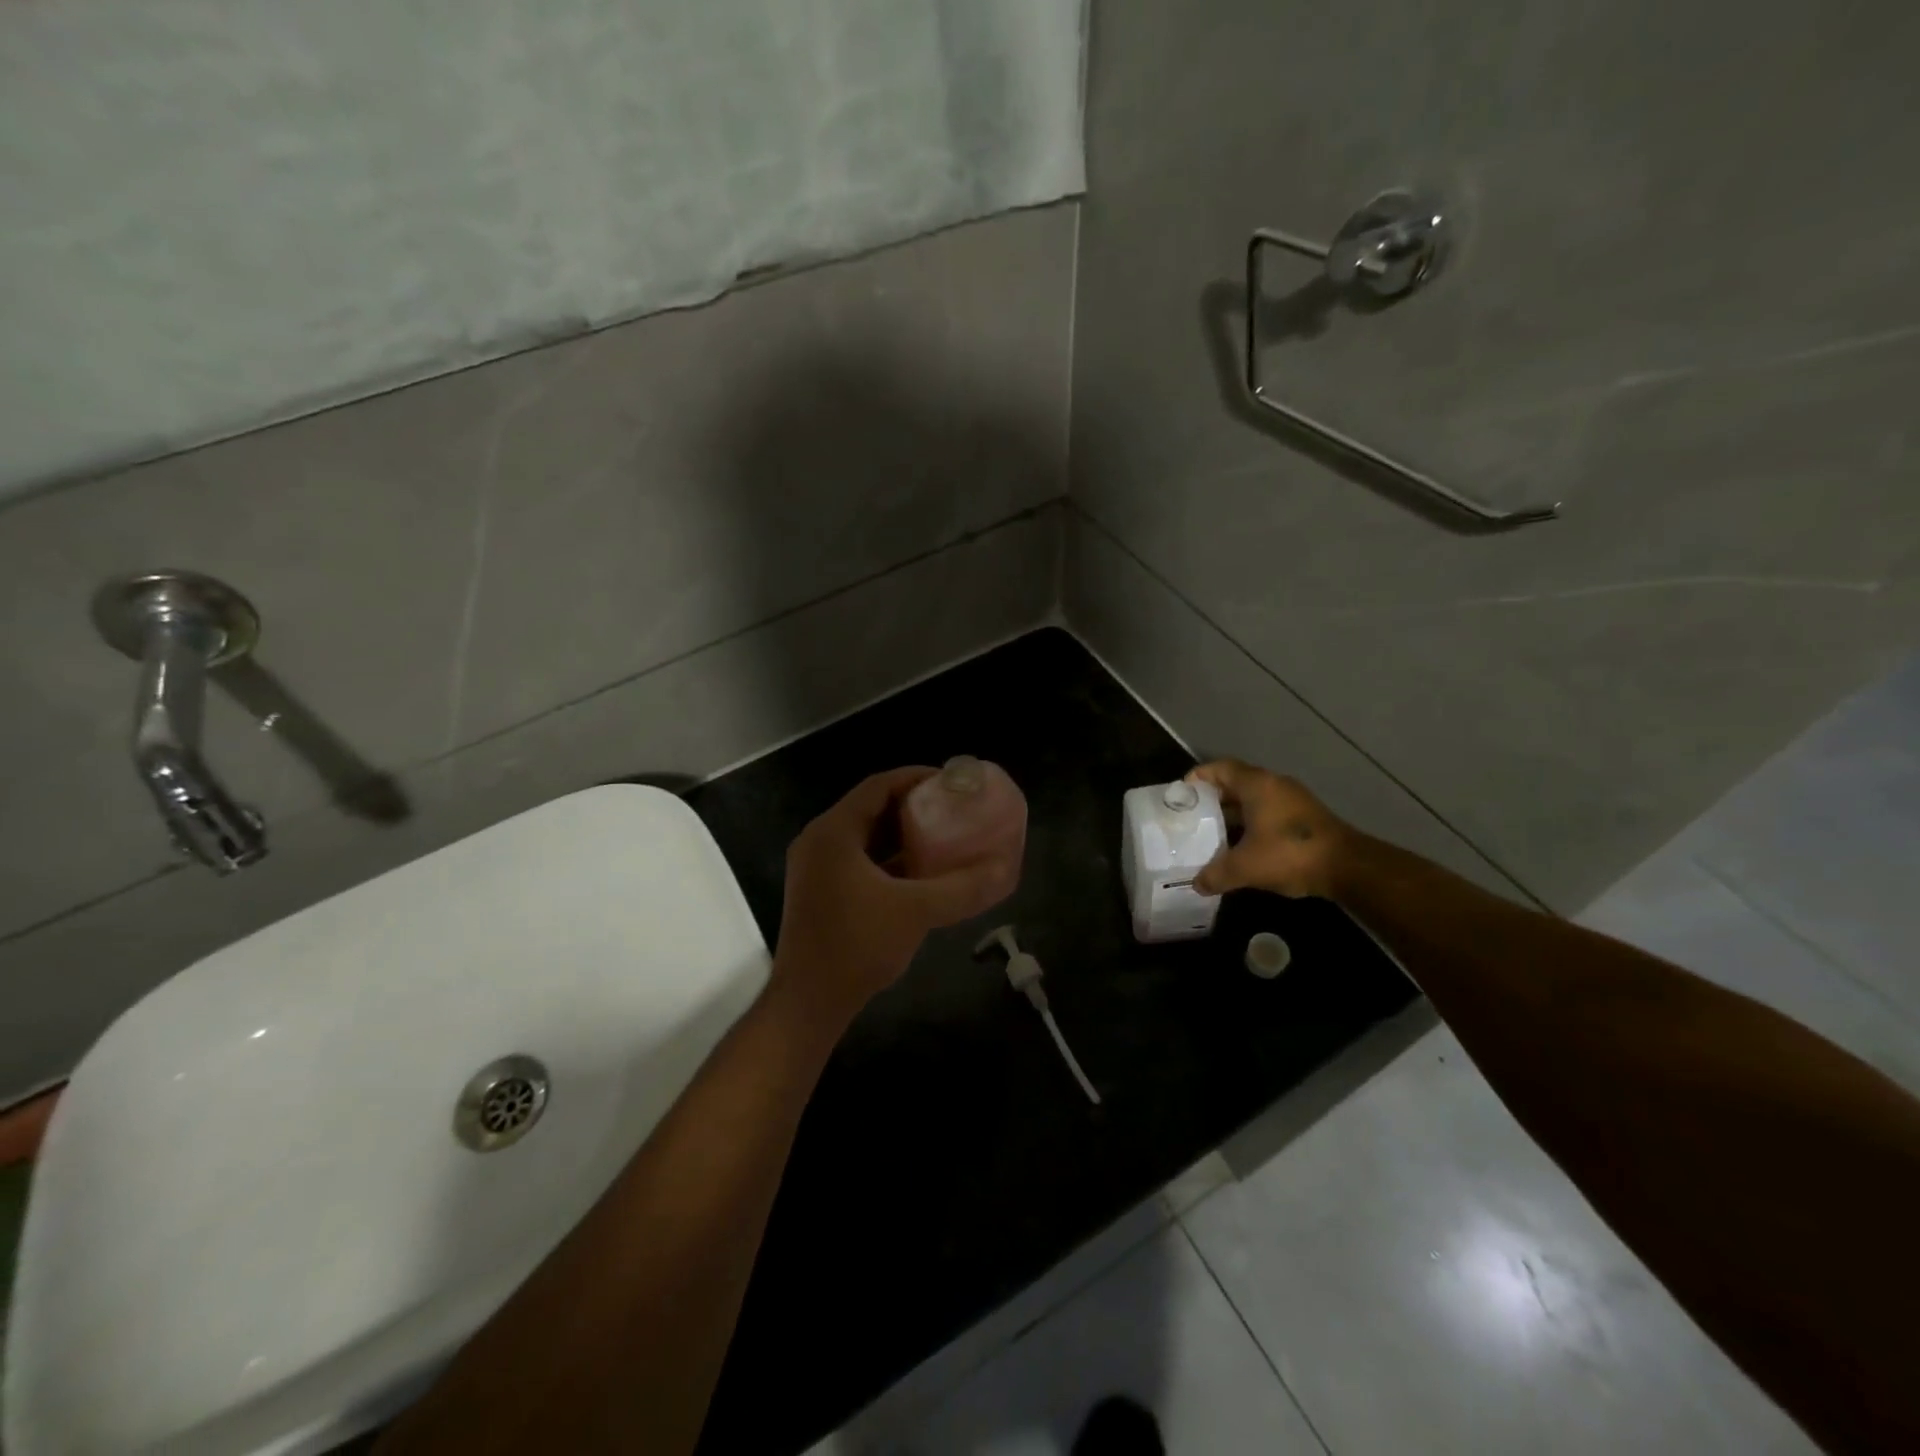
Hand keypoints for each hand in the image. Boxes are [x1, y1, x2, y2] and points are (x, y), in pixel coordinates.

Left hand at [772, 767, 1006, 1025]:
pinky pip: (858, 860)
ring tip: (943, 835)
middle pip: (871, 808)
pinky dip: (888, 859)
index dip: (916, 777)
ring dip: (901, 834)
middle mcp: (820, 841)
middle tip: (952, 808)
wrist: (808, 1003)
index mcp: (834, 832)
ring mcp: (816, 868)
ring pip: (865, 836)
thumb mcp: (916, 912)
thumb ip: (962, 888)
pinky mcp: (820, 892)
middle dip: (912, 806)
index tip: (951, 782)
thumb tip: (1004, 868)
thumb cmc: (857, 946)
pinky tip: (920, 871)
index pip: (878, 786)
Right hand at [1190, 760, 1354, 899]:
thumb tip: (1196, 884)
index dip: (1198, 777)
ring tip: (1211, 835)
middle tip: (1192, 818)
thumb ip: (1216, 874)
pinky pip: (1268, 813)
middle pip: (1235, 784)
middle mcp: (1274, 785)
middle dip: (1212, 800)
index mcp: (1257, 785)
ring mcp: (1293, 801)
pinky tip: (1241, 848)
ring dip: (1233, 815)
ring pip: (1253, 801)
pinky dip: (1251, 825)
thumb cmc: (1289, 854)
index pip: (1220, 768)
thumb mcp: (1245, 867)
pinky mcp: (1305, 818)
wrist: (1348, 867)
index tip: (1181, 794)